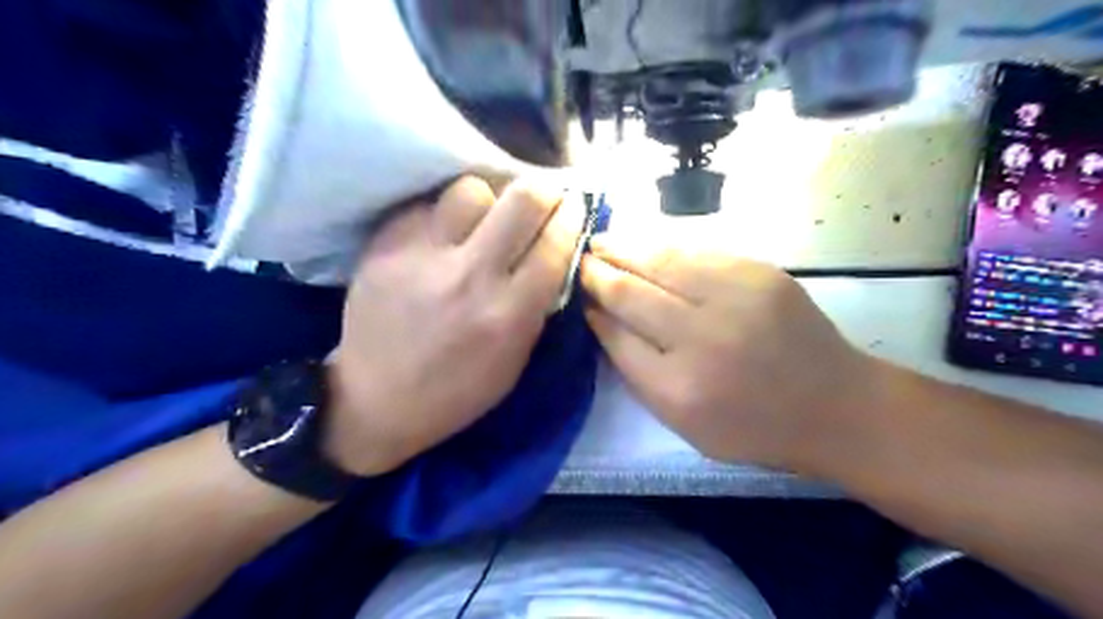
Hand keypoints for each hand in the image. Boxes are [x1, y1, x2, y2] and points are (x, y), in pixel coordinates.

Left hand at [325, 176, 585, 476]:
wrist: (376, 400)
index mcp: (508, 314)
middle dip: (543, 191)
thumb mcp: (515, 360)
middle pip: (522, 200)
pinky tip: (441, 239)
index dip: (572, 217)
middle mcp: (470, 277)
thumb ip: (537, 305)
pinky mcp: (384, 247)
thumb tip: (553, 252)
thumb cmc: (457, 391)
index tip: (573, 207)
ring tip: (482, 221)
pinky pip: (427, 207)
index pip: (555, 244)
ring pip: (471, 190)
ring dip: (487, 201)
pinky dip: (444, 218)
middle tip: (542, 198)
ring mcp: (423, 257)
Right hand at [579, 236, 880, 472]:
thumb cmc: (752, 426)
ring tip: (601, 241)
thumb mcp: (683, 424)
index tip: (577, 296)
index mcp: (678, 388)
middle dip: (598, 273)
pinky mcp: (759, 273)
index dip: (592, 311)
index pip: (616, 336)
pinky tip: (645, 244)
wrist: (835, 405)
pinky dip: (663, 247)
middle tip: (578, 260)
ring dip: (624, 248)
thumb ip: (638, 374)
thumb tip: (603, 320)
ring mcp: (734, 299)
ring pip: (660, 262)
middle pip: (631, 294)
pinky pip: (696, 252)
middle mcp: (702, 339)